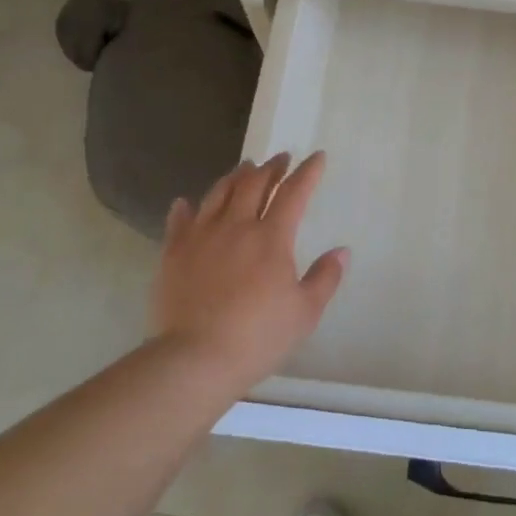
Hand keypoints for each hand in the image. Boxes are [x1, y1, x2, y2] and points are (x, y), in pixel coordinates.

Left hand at [152, 152, 348, 390]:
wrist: (195, 358)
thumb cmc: (258, 337)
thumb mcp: (305, 312)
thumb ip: (325, 278)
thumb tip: (341, 251)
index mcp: (272, 238)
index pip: (294, 193)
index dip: (307, 172)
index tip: (317, 157)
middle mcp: (236, 226)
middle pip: (254, 184)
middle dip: (271, 167)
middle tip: (280, 159)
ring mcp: (201, 236)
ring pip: (219, 194)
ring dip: (235, 177)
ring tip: (244, 169)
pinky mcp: (173, 253)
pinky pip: (179, 220)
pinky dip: (186, 208)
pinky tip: (185, 202)